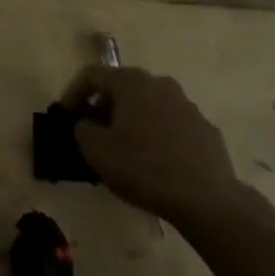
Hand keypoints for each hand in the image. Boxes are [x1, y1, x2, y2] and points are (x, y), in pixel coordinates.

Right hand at [60, 66, 244, 225]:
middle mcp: (159, 84)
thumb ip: (82, 129)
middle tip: (94, 130)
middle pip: (122, 86)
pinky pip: (172, 125)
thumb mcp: (96, 151)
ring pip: (149, 104)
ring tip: (125, 148)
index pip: (91, 74)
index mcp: (131, 82)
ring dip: (132, 119)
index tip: (66, 116)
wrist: (208, 201)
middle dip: (104, 106)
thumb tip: (87, 124)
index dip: (73, 92)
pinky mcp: (206, 130)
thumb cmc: (144, 168)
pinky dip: (158, 135)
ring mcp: (187, 106)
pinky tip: (156, 161)